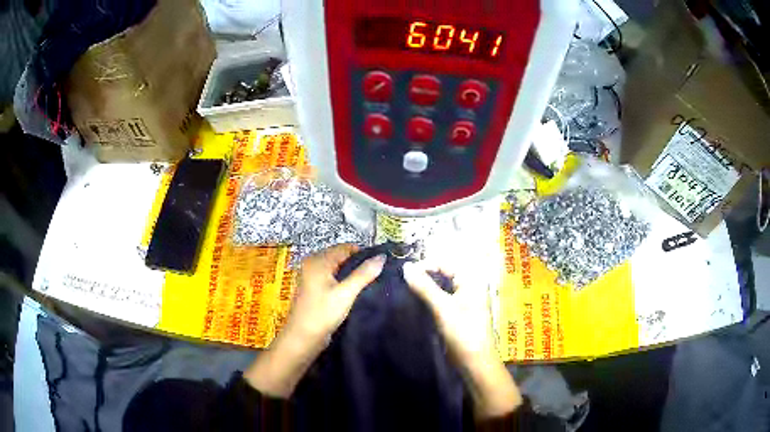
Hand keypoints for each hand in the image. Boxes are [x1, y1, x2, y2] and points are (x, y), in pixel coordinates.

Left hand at [245, 244, 384, 397]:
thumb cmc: (322, 313)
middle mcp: (313, 264)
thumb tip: (382, 257)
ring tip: (371, 285)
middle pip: (341, 257)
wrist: (302, 338)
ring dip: (353, 275)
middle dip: (359, 265)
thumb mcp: (346, 293)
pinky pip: (333, 279)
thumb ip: (364, 274)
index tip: (381, 266)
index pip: (346, 248)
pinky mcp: (314, 289)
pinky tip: (356, 293)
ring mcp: (312, 277)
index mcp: (318, 260)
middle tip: (378, 276)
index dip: (364, 254)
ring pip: (338, 269)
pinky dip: (344, 283)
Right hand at [403, 261, 521, 417]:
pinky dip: (429, 297)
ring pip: (441, 286)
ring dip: (425, 286)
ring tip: (405, 289)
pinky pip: (442, 298)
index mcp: (471, 280)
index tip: (404, 273)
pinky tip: (416, 301)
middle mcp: (469, 286)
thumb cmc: (463, 332)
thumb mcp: (442, 308)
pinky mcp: (458, 312)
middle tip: (402, 280)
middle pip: (444, 273)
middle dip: (424, 274)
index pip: (445, 262)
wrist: (475, 362)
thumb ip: (424, 286)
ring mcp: (464, 299)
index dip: (425, 265)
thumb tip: (405, 266)